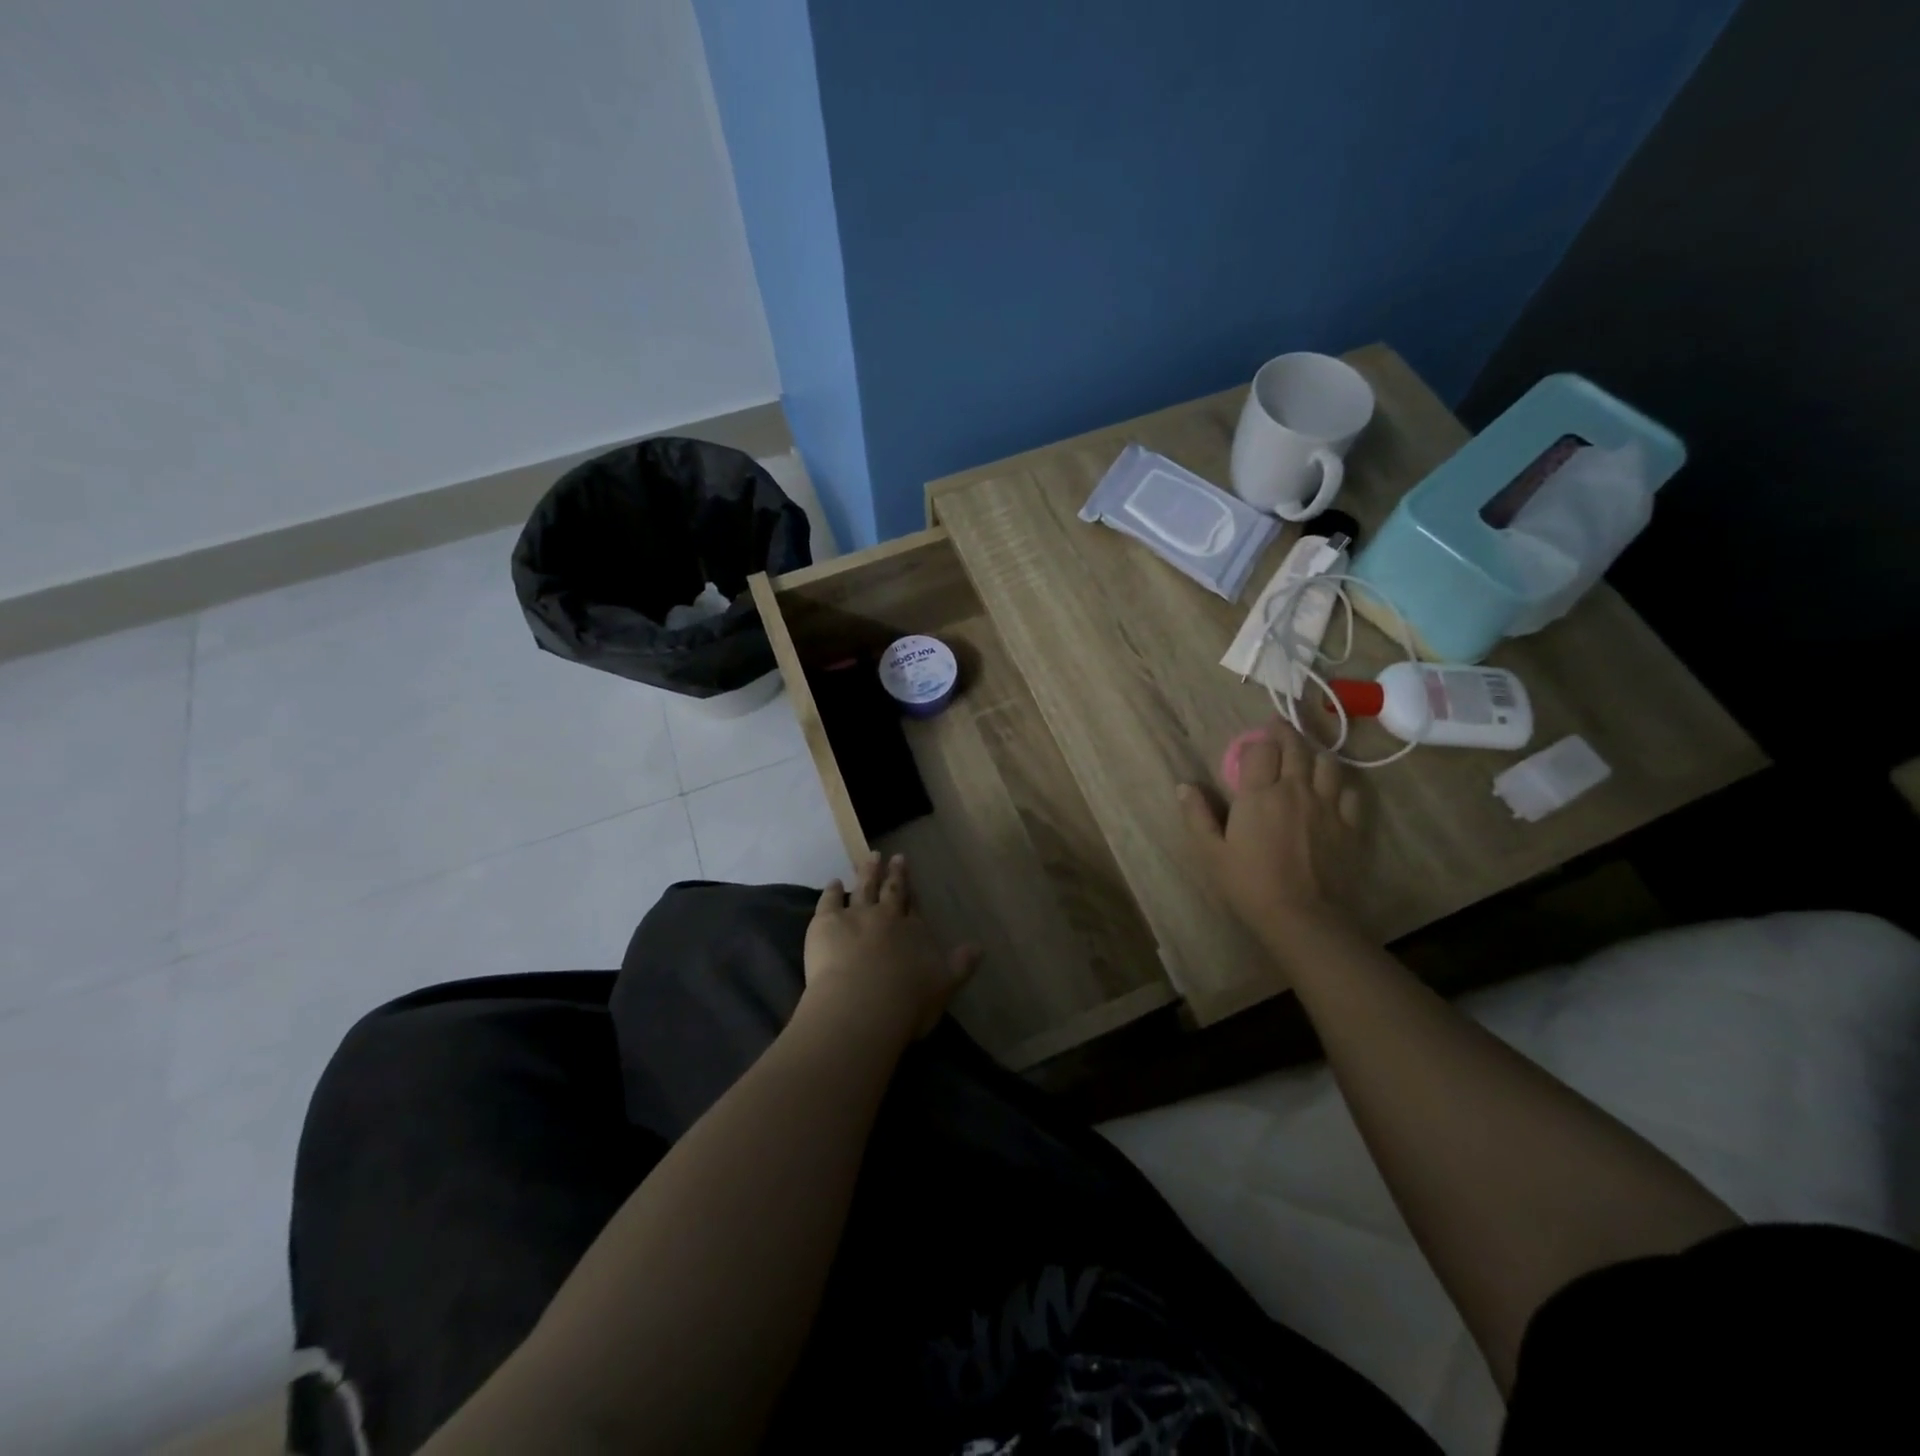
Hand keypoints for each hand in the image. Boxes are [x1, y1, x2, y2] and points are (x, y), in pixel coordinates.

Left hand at [800, 852, 979, 1042]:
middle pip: (892, 891)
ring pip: (863, 888)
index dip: (912, 891)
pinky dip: (831, 891)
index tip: (911, 875)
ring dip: (867, 872)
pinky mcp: (826, 923)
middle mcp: (887, 917)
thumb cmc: (907, 1002)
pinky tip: (833, 883)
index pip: (914, 907)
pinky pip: (829, 901)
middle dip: (894, 874)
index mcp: (915, 932)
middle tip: (895, 856)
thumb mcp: (945, 986)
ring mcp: (856, 916)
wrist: (863, 1006)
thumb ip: (961, 965)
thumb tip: (979, 947)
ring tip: (870, 857)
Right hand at [1178, 719, 1363, 953]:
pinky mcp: (1350, 825)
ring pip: (1327, 763)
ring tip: (1306, 757)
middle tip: (1278, 730)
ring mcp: (1327, 806)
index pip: (1260, 749)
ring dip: (1314, 754)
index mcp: (1259, 794)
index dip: (1256, 741)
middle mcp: (1295, 790)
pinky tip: (1332, 790)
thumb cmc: (1249, 884)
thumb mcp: (1211, 852)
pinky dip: (1339, 784)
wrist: (1303, 917)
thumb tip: (1184, 786)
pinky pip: (1350, 791)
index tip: (1252, 742)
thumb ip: (1197, 816)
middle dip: (1285, 734)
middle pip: (1296, 747)